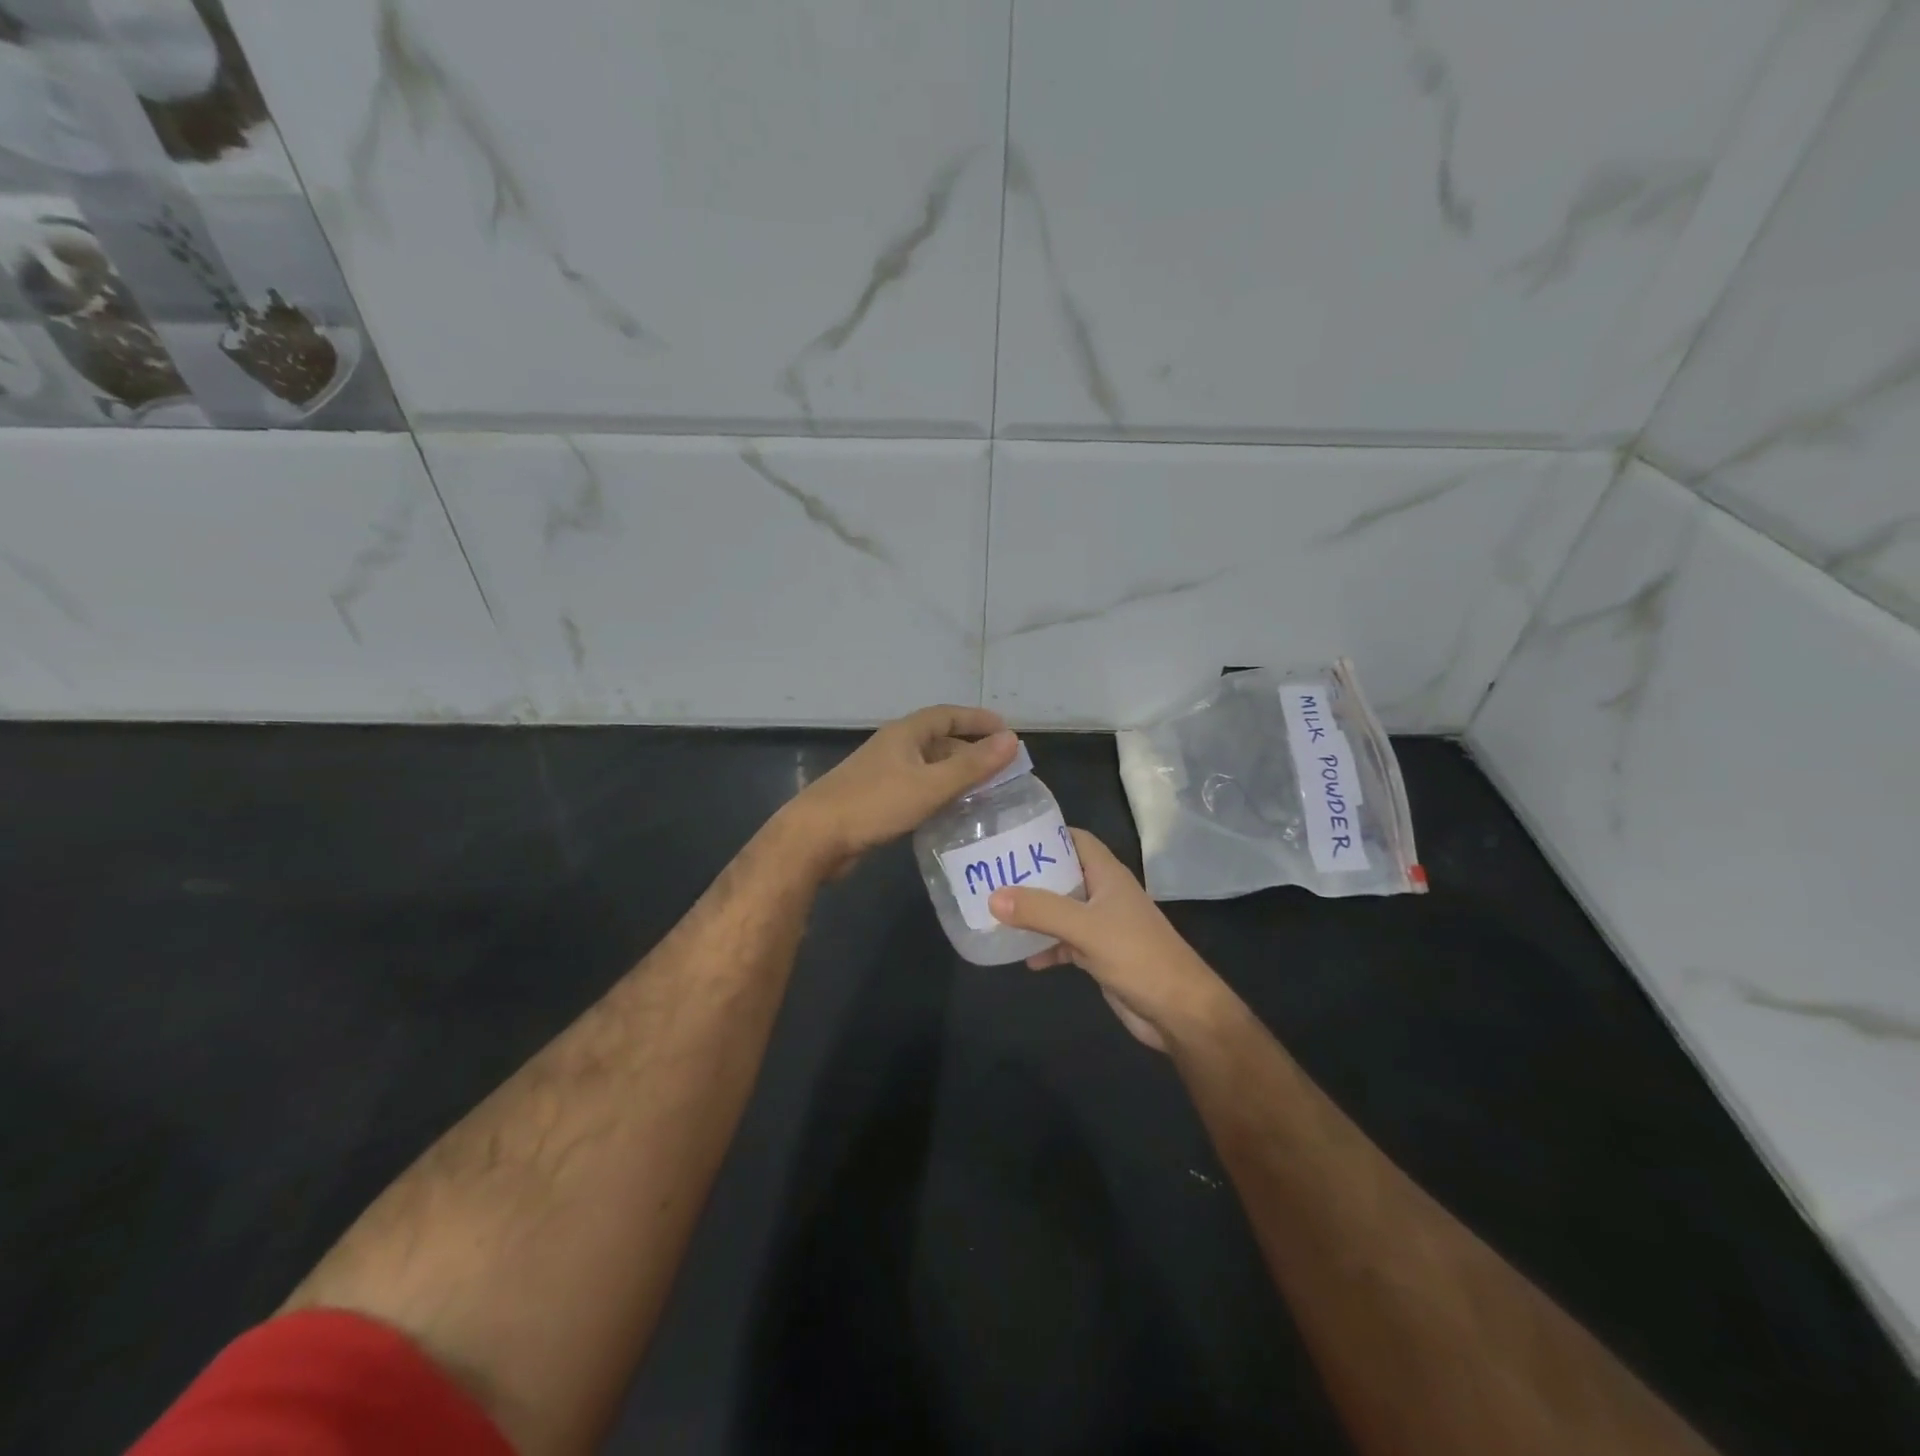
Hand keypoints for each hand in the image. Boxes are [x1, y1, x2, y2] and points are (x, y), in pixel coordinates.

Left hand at [785, 705, 1017, 875]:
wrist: (816, 837)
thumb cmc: (875, 804)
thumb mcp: (930, 784)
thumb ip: (971, 765)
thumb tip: (1012, 739)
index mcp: (905, 734)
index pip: (947, 715)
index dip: (977, 719)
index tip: (1007, 731)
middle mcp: (894, 748)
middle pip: (938, 741)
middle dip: (970, 750)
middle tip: (1001, 768)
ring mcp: (882, 774)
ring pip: (928, 767)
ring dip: (955, 774)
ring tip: (985, 791)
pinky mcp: (876, 799)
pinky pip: (917, 788)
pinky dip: (938, 794)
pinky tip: (952, 812)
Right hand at [989, 830, 1236, 1052]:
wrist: (1178, 1011)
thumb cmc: (1137, 956)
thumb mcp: (1086, 928)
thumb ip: (1041, 910)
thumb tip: (993, 897)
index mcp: (1107, 875)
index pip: (1075, 839)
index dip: (1046, 834)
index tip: (1009, 837)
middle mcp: (1104, 894)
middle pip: (1062, 874)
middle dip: (1030, 874)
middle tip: (991, 874)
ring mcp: (1102, 925)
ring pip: (1061, 910)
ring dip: (1034, 912)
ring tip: (996, 911)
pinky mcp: (1099, 955)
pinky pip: (1065, 942)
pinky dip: (1046, 947)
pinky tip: (1023, 957)